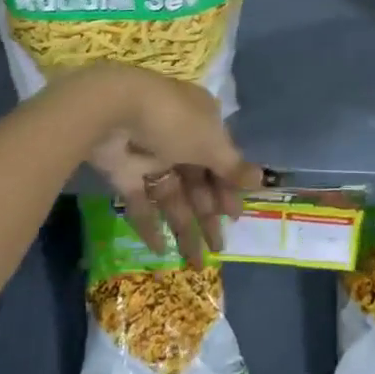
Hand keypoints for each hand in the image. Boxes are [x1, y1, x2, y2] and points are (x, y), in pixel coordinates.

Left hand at [71, 64, 262, 267]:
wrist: (114, 111)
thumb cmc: (174, 121)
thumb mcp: (210, 142)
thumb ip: (232, 166)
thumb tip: (260, 178)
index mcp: (202, 122)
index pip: (221, 157)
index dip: (229, 188)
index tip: (234, 217)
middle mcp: (179, 137)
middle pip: (198, 180)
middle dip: (209, 214)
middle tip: (219, 248)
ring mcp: (150, 155)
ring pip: (172, 195)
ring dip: (184, 226)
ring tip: (196, 262)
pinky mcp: (125, 171)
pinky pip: (141, 200)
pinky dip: (150, 224)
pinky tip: (160, 250)